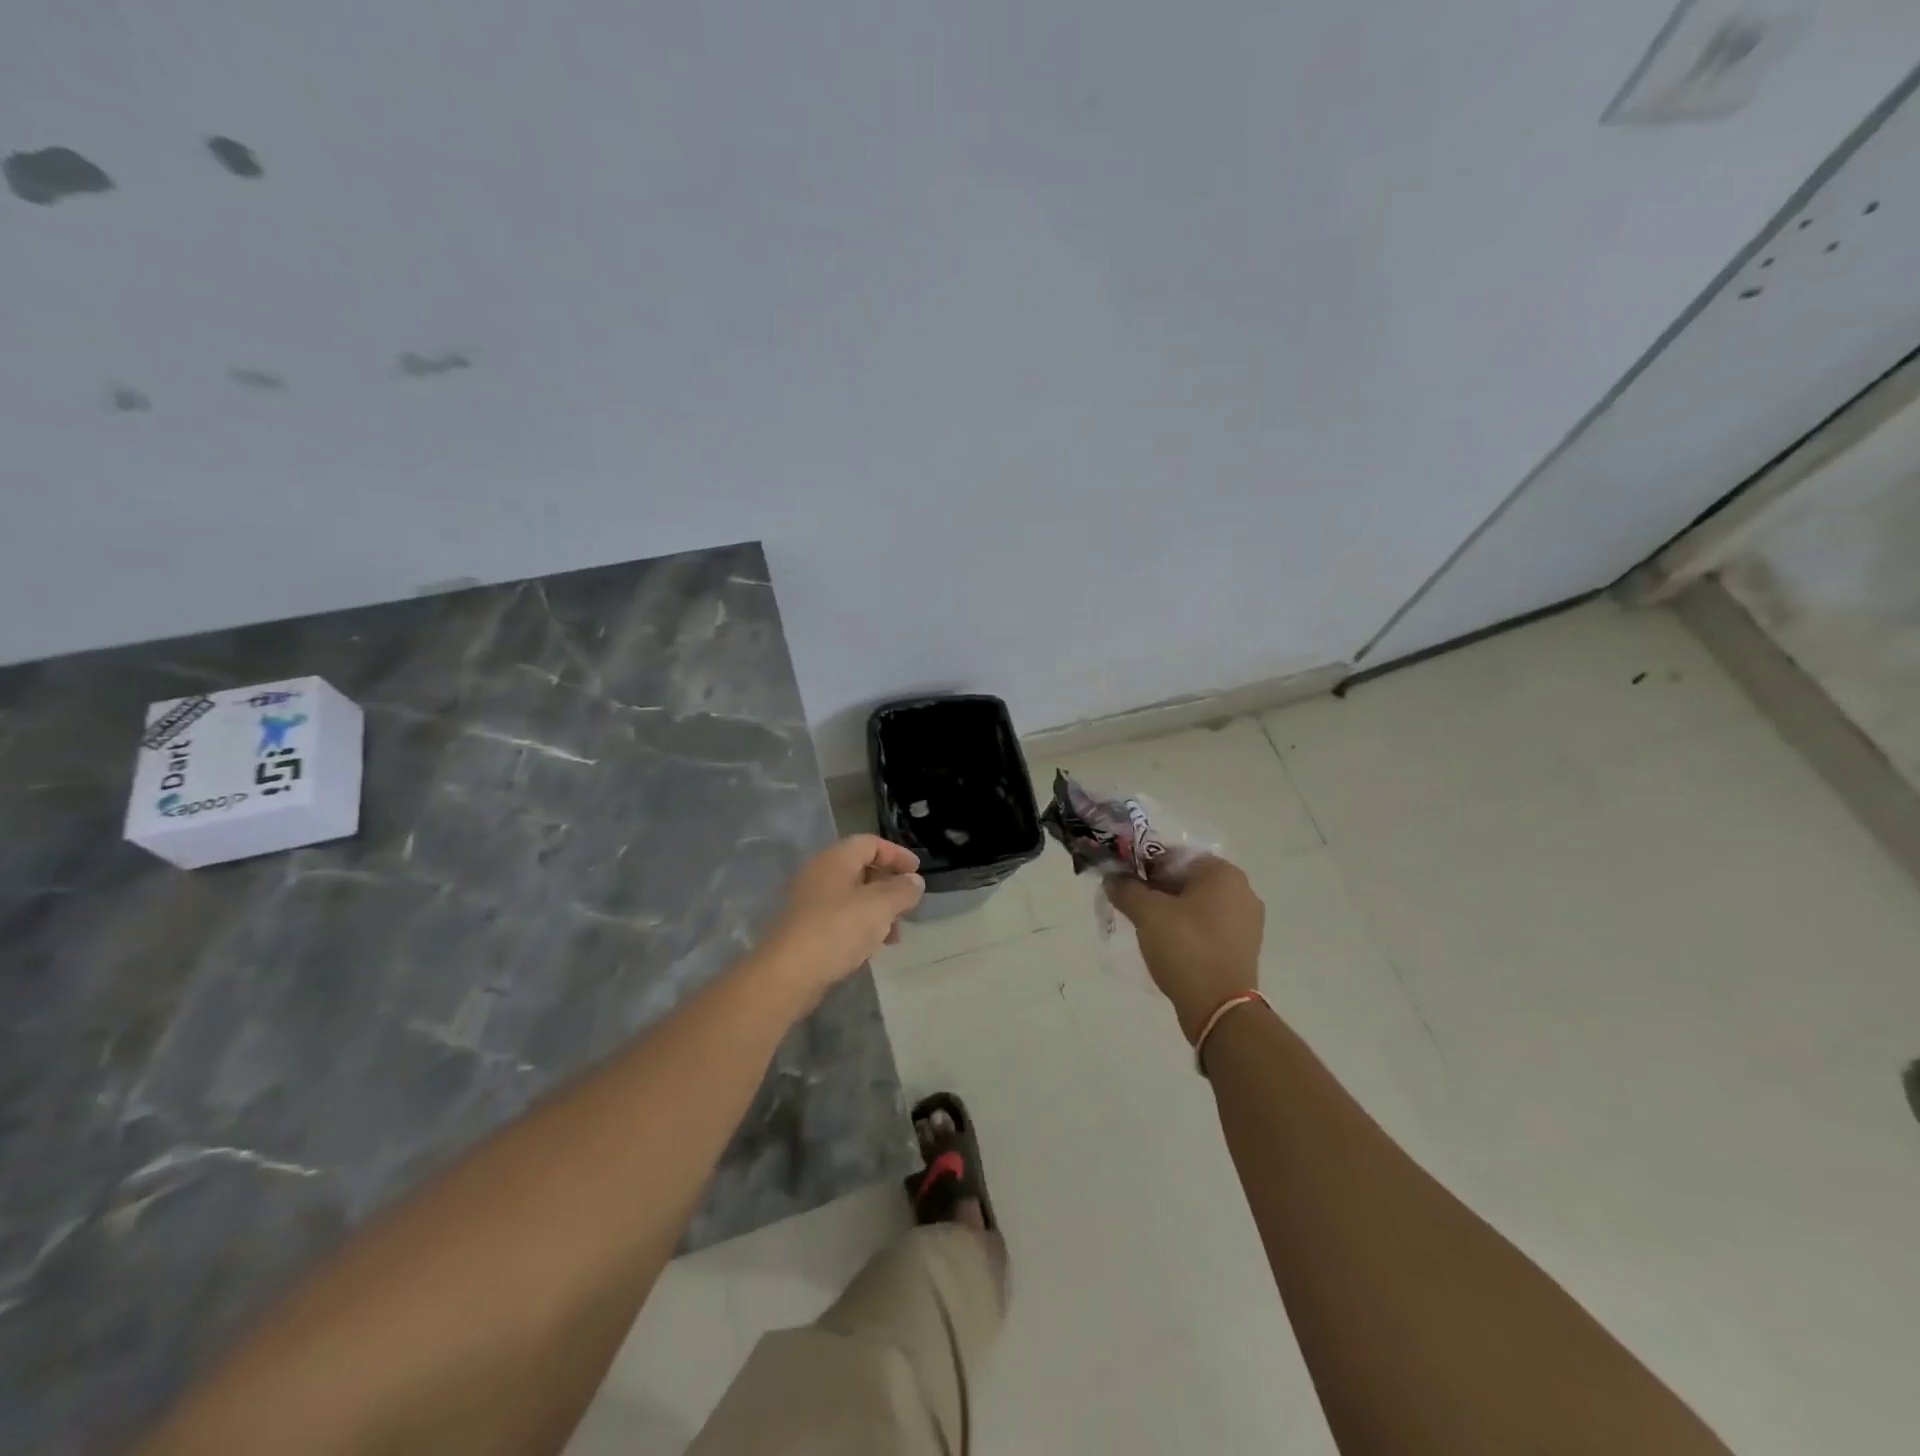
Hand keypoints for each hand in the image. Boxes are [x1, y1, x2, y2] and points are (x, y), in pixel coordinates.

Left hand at [757, 835, 924, 1003]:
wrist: (787, 974)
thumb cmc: (837, 929)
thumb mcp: (880, 906)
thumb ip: (902, 890)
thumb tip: (915, 881)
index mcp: (836, 859)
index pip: (871, 843)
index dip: (897, 854)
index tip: (918, 872)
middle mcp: (820, 874)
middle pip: (861, 869)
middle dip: (889, 886)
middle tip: (908, 905)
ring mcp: (810, 903)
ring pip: (852, 898)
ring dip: (878, 912)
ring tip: (894, 936)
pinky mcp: (806, 929)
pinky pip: (840, 919)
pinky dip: (860, 928)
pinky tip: (870, 950)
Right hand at [1106, 856, 1264, 1041]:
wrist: (1219, 1009)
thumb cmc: (1186, 948)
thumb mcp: (1147, 913)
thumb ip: (1126, 889)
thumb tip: (1112, 878)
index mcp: (1224, 873)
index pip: (1175, 855)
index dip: (1144, 865)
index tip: (1123, 882)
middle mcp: (1242, 891)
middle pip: (1186, 879)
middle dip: (1156, 889)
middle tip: (1129, 904)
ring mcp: (1246, 922)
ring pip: (1196, 904)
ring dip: (1169, 910)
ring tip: (1144, 926)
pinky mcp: (1242, 948)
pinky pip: (1207, 927)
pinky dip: (1185, 929)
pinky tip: (1166, 944)